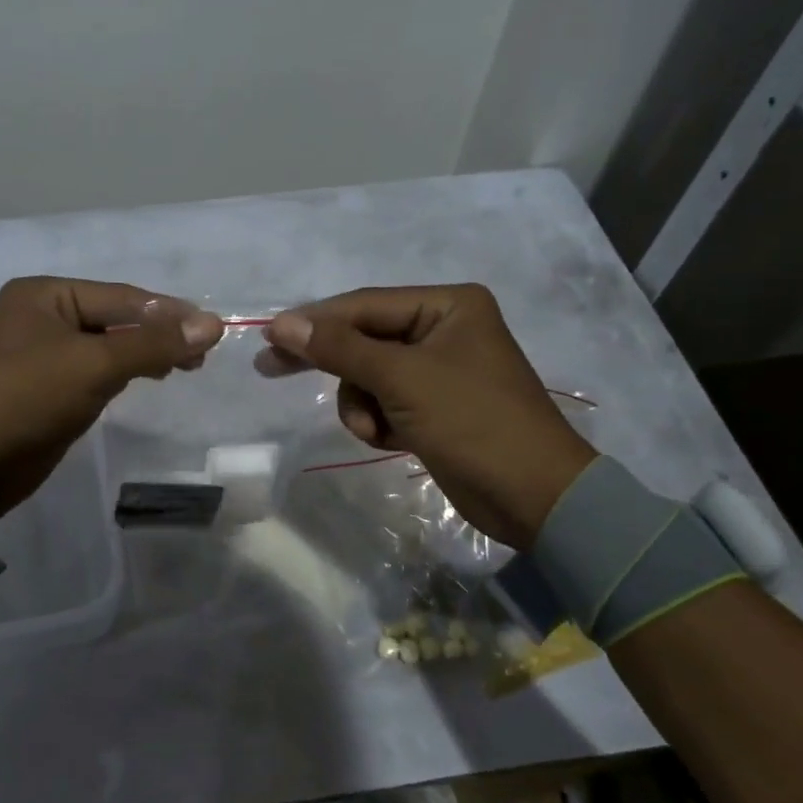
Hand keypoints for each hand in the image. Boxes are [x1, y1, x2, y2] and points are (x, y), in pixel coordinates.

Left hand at [0, 277, 222, 530]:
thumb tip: (214, 324)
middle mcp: (42, 316)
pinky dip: (124, 373)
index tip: (215, 329)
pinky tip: (151, 378)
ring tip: (186, 366)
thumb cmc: (25, 400)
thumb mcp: (93, 365)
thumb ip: (153, 343)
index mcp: (44, 294)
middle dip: (159, 334)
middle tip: (203, 355)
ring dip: (145, 354)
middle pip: (116, 319)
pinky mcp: (47, 390)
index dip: (169, 312)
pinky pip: (95, 372)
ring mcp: (43, 354)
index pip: (121, 297)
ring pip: (108, 346)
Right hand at [263, 284, 595, 549]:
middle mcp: (443, 329)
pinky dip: (379, 421)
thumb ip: (340, 348)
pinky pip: (384, 401)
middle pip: (364, 338)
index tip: (268, 338)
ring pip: (368, 375)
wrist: (534, 497)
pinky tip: (392, 440)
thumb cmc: (473, 422)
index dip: (314, 321)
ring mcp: (438, 369)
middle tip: (271, 369)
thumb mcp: (402, 379)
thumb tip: (283, 323)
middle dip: (331, 363)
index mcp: (447, 306)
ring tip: (376, 430)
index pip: (364, 305)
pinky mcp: (434, 406)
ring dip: (361, 404)